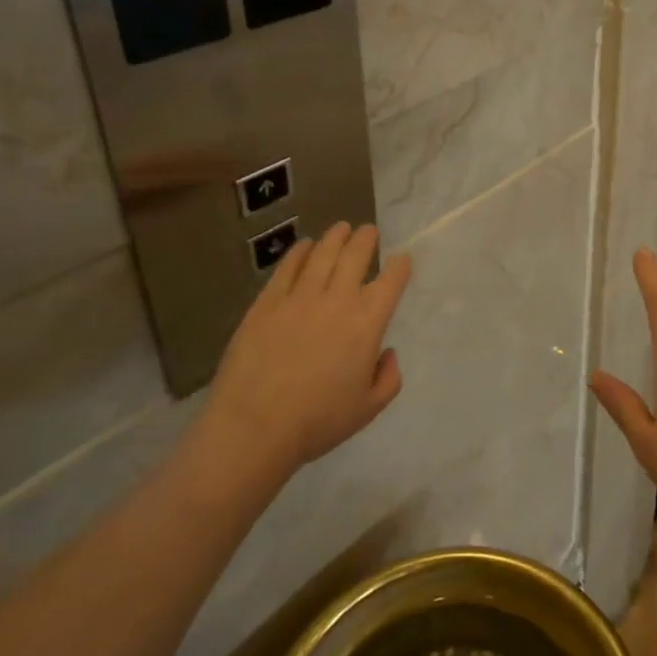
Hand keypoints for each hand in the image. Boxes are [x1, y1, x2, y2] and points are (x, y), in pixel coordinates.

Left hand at [196, 222, 410, 483]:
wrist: (254, 426)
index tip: (402, 260)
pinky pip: (288, 267)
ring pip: (323, 253)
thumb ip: (388, 378)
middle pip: (356, 255)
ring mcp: (299, 296)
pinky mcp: (267, 301)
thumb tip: (386, 352)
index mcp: (367, 322)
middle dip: (366, 239)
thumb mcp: (368, 409)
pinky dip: (300, 251)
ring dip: (336, 237)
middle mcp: (337, 299)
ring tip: (341, 228)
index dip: (400, 266)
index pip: (391, 281)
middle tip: (368, 231)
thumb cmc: (317, 421)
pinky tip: (304, 246)